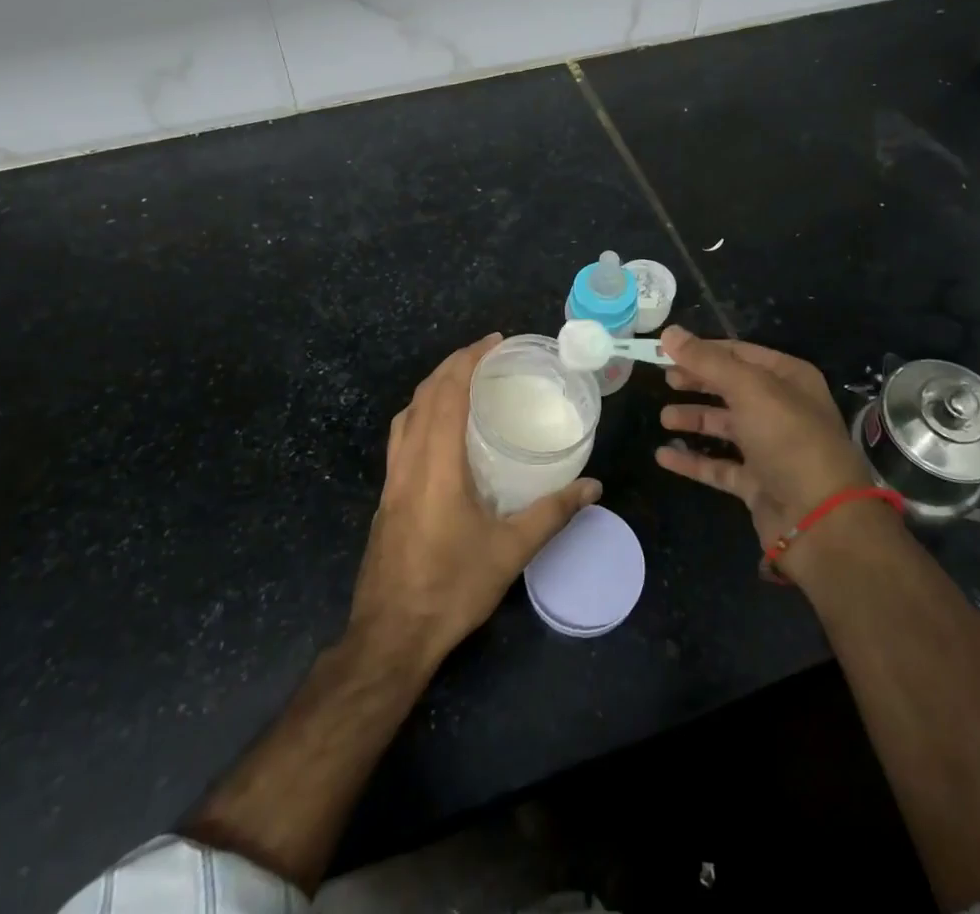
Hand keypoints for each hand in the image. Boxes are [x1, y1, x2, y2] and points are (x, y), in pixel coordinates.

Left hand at [350, 333, 600, 666]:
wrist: (390, 636)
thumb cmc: (451, 588)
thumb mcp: (510, 552)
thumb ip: (552, 514)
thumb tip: (593, 487)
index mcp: (435, 464)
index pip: (446, 394)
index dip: (467, 360)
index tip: (494, 342)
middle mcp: (408, 462)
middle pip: (423, 396)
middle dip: (452, 366)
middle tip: (486, 355)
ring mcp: (391, 480)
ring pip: (406, 415)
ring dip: (433, 388)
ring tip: (464, 382)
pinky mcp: (386, 497)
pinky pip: (401, 437)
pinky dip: (421, 414)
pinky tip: (442, 432)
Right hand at [655, 327, 873, 549]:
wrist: (820, 518)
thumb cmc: (788, 438)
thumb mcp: (748, 388)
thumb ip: (707, 360)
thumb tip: (669, 332)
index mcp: (788, 378)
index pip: (739, 352)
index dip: (703, 350)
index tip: (667, 349)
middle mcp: (782, 408)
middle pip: (731, 387)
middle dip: (698, 382)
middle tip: (665, 379)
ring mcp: (770, 448)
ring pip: (725, 426)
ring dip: (694, 419)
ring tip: (664, 418)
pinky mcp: (757, 483)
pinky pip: (719, 466)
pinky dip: (692, 460)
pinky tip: (663, 456)